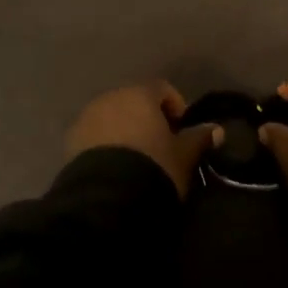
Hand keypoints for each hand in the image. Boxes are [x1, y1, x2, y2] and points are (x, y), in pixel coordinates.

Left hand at [65, 82, 214, 194]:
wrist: (107, 198)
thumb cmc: (153, 166)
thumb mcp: (183, 156)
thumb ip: (199, 138)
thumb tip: (216, 130)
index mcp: (139, 94)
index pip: (162, 88)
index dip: (175, 106)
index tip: (182, 131)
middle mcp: (110, 97)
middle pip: (133, 101)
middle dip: (147, 118)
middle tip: (159, 146)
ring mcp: (86, 118)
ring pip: (111, 117)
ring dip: (124, 130)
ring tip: (135, 159)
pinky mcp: (71, 142)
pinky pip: (94, 136)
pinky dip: (105, 145)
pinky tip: (115, 168)